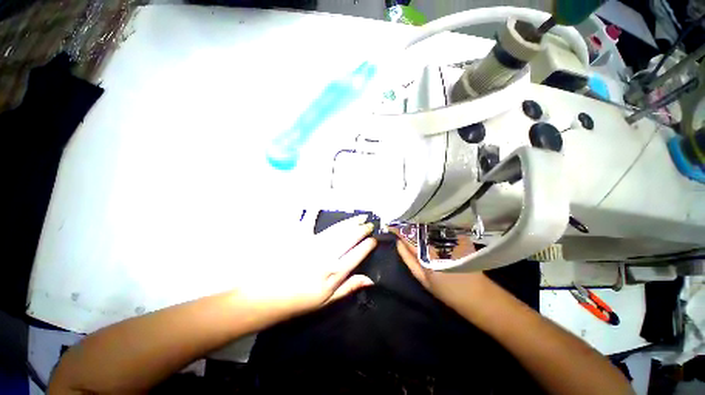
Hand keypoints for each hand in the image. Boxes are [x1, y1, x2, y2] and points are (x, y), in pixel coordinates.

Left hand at [235, 213, 376, 316]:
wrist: (267, 296)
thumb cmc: (299, 300)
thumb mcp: (326, 300)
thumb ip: (348, 287)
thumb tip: (370, 279)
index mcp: (333, 272)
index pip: (357, 254)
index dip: (368, 245)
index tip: (374, 239)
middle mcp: (326, 255)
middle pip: (350, 238)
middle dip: (362, 229)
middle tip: (370, 224)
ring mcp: (312, 243)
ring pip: (337, 229)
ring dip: (350, 222)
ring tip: (360, 217)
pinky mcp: (298, 236)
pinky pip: (308, 220)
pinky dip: (313, 211)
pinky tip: (320, 203)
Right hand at [393, 229, 487, 309]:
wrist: (477, 296)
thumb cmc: (447, 291)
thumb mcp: (422, 278)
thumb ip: (408, 259)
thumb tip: (398, 243)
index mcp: (426, 254)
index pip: (407, 236)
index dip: (397, 229)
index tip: (389, 225)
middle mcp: (436, 242)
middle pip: (417, 227)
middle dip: (406, 223)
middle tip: (397, 221)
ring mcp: (447, 238)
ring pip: (427, 226)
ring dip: (416, 224)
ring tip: (407, 223)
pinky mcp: (456, 237)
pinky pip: (437, 228)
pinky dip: (428, 226)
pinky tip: (424, 226)